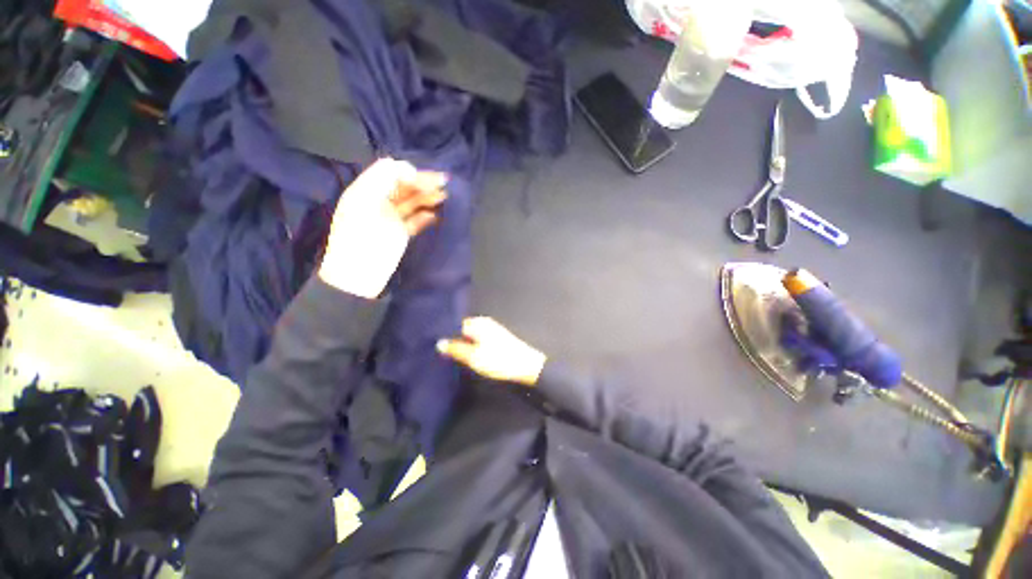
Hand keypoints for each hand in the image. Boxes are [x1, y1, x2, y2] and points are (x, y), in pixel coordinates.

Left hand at [319, 158, 446, 297]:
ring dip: (428, 198)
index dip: (409, 172)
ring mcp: (391, 219)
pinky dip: (426, 217)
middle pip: (404, 186)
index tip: (426, 180)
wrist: (359, 275)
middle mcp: (379, 201)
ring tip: (444, 197)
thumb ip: (383, 178)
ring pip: (412, 203)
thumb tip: (410, 170)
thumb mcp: (364, 200)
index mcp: (366, 190)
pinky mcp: (401, 234)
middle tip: (444, 183)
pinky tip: (436, 216)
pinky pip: (416, 221)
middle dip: (423, 183)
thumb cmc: (360, 237)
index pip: (391, 172)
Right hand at [436, 317, 546, 385]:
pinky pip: (477, 338)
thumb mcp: (474, 357)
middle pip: (462, 328)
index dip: (444, 333)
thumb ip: (456, 349)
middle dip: (452, 338)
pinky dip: (470, 344)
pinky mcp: (496, 337)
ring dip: (461, 342)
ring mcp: (491, 329)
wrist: (526, 365)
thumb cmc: (499, 360)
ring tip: (450, 354)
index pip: (455, 323)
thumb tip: (439, 342)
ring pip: (470, 334)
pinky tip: (466, 354)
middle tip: (439, 351)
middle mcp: (483, 322)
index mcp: (477, 323)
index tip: (432, 343)